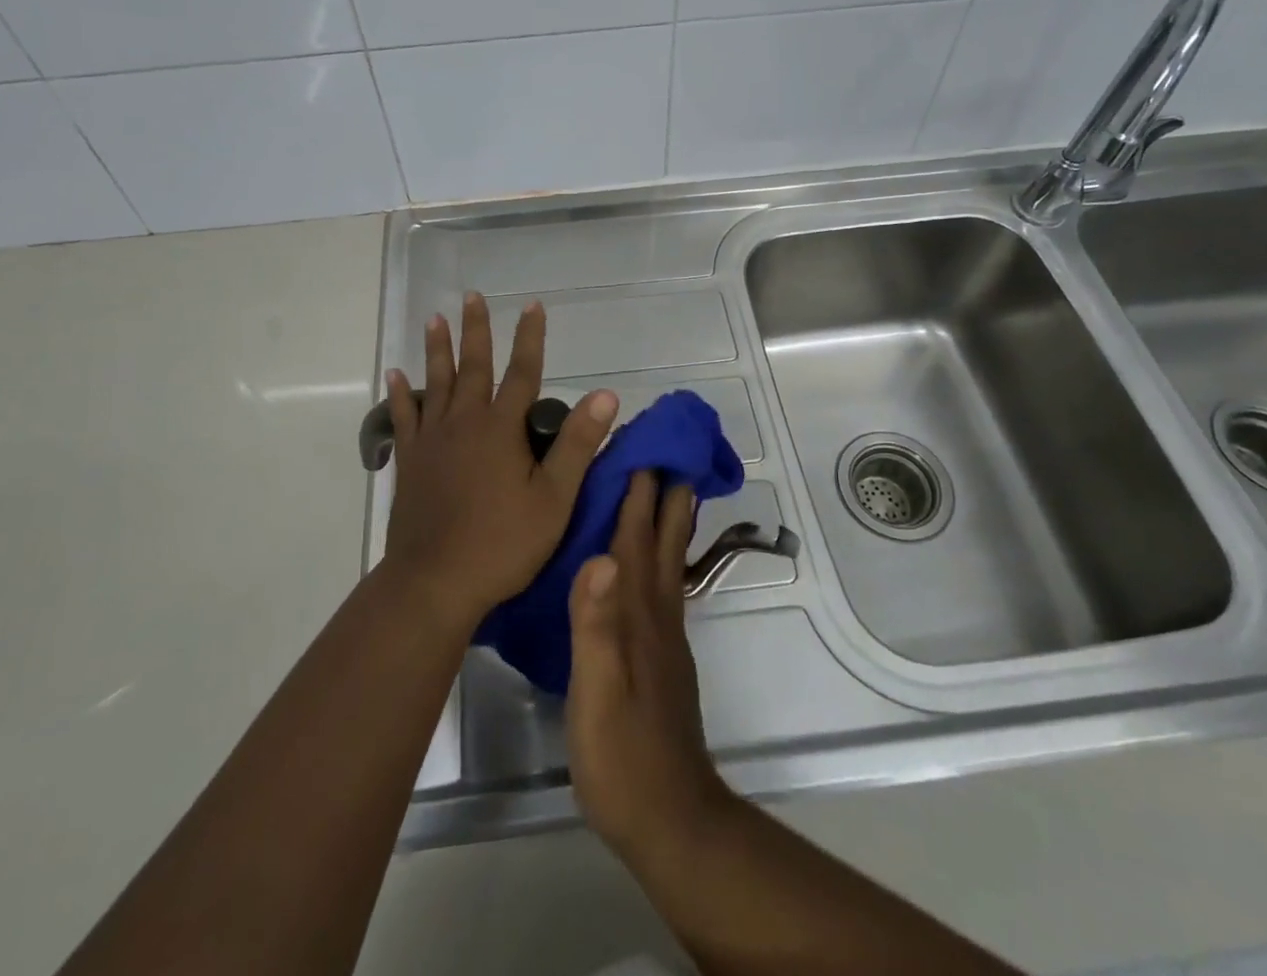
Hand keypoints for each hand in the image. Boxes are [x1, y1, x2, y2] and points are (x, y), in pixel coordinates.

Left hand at [381, 292, 618, 632]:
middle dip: (476, 329)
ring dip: (437, 349)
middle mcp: (464, 422)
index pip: (522, 371)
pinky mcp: (409, 461)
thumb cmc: (502, 543)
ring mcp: (432, 440)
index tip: (532, 305)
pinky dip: (400, 394)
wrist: (435, 581)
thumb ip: (578, 444)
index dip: (530, 337)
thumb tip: (605, 394)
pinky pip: (404, 417)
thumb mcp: (554, 498)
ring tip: (435, 319)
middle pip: (473, 366)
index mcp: (501, 428)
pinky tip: (395, 376)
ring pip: (436, 382)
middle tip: (471, 296)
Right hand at [566, 472, 735, 859]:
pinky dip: (662, 556)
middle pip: (663, 540)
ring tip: (671, 487)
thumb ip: (594, 626)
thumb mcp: (595, 692)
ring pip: (668, 561)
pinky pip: (664, 586)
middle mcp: (657, 614)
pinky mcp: (664, 657)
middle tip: (667, 450)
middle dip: (665, 493)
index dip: (638, 493)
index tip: (640, 446)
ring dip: (669, 520)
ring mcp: (665, 636)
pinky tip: (653, 559)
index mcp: (637, 615)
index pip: (635, 538)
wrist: (670, 819)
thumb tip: (599, 555)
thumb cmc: (622, 756)